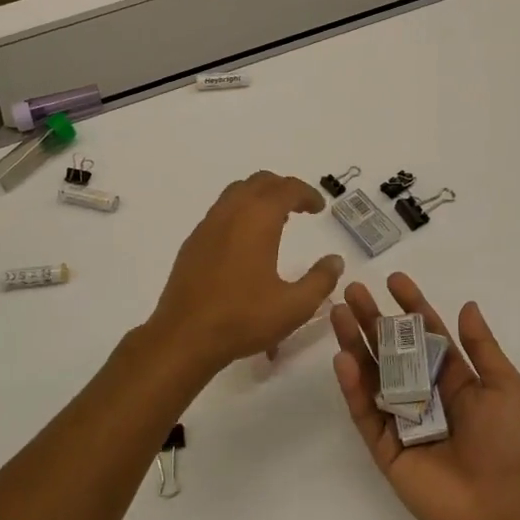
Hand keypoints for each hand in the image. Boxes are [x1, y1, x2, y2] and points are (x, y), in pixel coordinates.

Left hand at [144, 171, 345, 375]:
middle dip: (283, 188)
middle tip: (301, 207)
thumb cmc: (243, 319)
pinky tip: (246, 241)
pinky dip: (240, 211)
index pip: (287, 189)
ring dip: (260, 197)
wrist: (184, 337)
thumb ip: (320, 280)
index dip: (307, 194)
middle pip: (260, 182)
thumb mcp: (294, 306)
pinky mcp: (193, 242)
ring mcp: (207, 225)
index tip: (320, 208)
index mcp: (258, 219)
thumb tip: (335, 260)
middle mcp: (231, 212)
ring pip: (236, 192)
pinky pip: (221, 211)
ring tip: (276, 219)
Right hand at [331, 273, 519, 519]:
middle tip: (353, 291)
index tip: (394, 280)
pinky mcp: (384, 447)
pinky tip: (344, 359)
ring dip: (355, 344)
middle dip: (373, 319)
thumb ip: (481, 347)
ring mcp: (401, 420)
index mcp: (453, 378)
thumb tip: (467, 305)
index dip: (411, 306)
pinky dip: (353, 387)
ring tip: (338, 314)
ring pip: (372, 375)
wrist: (499, 509)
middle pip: (392, 349)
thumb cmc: (507, 443)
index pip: (427, 334)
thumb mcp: (504, 386)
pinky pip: (365, 412)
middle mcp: (423, 393)